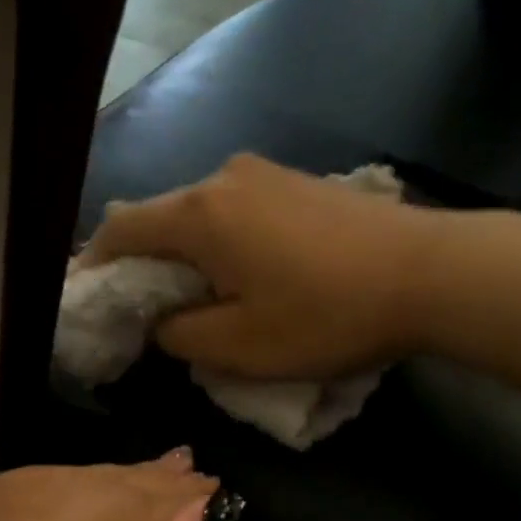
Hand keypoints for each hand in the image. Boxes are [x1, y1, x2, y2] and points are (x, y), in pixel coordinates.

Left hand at [0, 456, 217, 520]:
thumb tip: (201, 520)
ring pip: (44, 480)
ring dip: (101, 488)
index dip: (176, 498)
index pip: (121, 506)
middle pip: (83, 483)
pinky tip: (82, 506)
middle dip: (144, 486)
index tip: (220, 494)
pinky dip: (51, 498)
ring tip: (155, 486)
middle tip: (197, 483)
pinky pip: (2, 491)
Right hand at [87, 153, 437, 378]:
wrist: (429, 273)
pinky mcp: (300, 183)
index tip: (91, 301)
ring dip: (189, 255)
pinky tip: (247, 276)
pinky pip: (239, 213)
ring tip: (202, 300)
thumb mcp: (242, 346)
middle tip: (148, 314)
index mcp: (199, 215)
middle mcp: (224, 178)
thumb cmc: (328, 315)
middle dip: (145, 265)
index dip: (96, 267)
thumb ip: (182, 335)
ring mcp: (267, 174)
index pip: (120, 231)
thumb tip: (164, 321)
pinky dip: (225, 244)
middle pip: (160, 219)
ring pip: (202, 216)